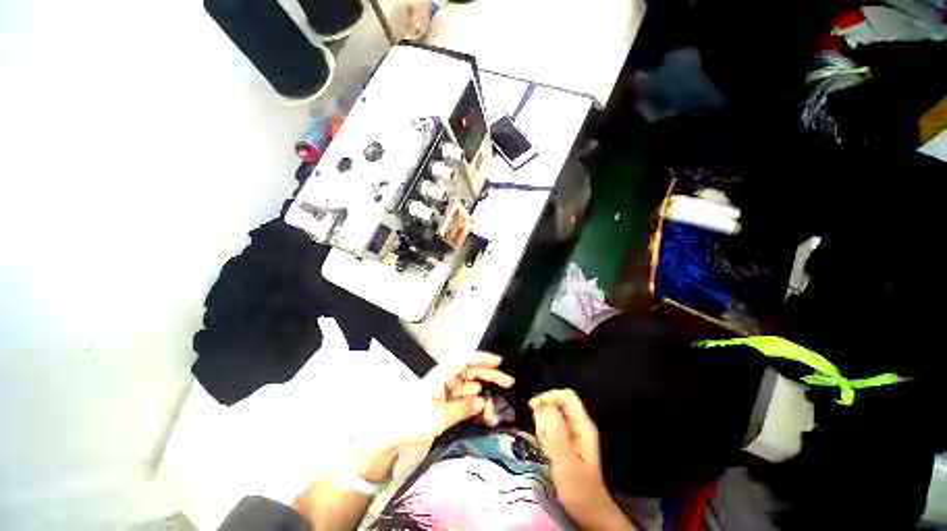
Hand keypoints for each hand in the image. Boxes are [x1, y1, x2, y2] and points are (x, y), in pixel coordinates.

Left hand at [364, 351, 514, 450]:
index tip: (499, 361)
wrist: (393, 434)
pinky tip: (484, 414)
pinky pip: (465, 399)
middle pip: (472, 371)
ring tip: (494, 411)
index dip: (483, 358)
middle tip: (509, 382)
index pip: (466, 361)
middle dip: (490, 375)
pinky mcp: (447, 401)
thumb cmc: (413, 421)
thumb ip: (462, 408)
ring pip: (471, 386)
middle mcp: (447, 378)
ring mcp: (447, 390)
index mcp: (443, 375)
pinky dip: (475, 405)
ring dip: (484, 396)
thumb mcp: (439, 417)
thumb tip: (482, 401)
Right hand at [531, 389, 635, 530]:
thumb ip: (556, 433)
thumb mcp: (565, 461)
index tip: (533, 407)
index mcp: (583, 425)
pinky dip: (545, 435)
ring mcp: (573, 433)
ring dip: (544, 426)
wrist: (588, 511)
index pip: (567, 396)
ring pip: (552, 415)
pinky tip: (547, 451)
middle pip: (558, 404)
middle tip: (541, 435)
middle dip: (544, 414)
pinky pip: (551, 427)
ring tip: (545, 447)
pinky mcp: (567, 441)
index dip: (549, 396)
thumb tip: (545, 408)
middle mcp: (579, 425)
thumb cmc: (578, 488)